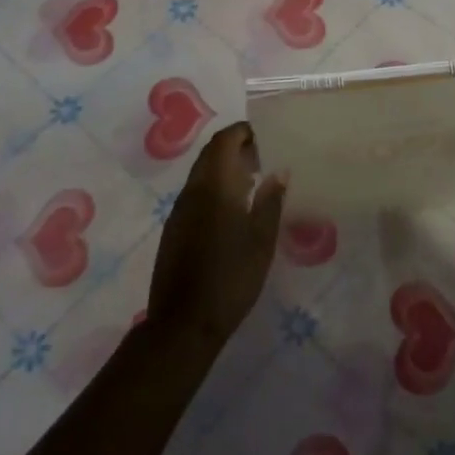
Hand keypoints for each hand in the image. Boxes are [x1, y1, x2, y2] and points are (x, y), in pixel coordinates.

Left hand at [148, 123, 287, 348]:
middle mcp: (192, 191)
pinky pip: (196, 193)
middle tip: (262, 154)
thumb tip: (280, 172)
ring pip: (201, 173)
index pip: (223, 141)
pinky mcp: (174, 228)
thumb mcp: (261, 240)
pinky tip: (233, 207)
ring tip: (253, 178)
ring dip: (224, 166)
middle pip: (210, 154)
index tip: (265, 134)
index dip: (242, 132)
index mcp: (214, 187)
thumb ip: (271, 201)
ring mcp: (179, 210)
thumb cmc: (231, 278)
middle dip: (234, 146)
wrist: (183, 323)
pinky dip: (215, 186)